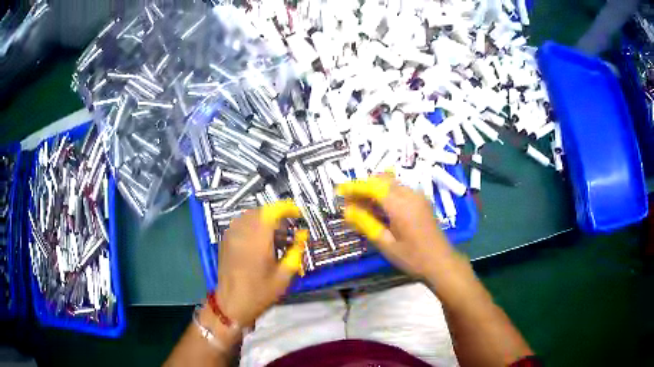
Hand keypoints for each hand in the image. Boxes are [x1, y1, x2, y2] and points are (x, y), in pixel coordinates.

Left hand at [215, 200, 303, 327]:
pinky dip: (252, 224)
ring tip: (273, 235)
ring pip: (249, 215)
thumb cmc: (260, 293)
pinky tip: (258, 239)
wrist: (231, 304)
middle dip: (276, 215)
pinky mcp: (225, 240)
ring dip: (263, 219)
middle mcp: (242, 233)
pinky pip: (240, 223)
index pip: (271, 212)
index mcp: (258, 241)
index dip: (286, 208)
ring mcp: (231, 235)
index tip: (297, 215)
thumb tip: (302, 234)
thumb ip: (295, 252)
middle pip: (260, 211)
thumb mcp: (284, 277)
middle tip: (286, 230)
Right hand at [337, 177, 453, 277]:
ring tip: (362, 207)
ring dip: (375, 190)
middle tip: (350, 202)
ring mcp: (418, 196)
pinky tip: (380, 209)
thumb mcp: (386, 244)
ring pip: (391, 183)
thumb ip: (366, 224)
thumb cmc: (413, 258)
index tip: (339, 191)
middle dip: (364, 187)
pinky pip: (400, 190)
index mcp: (400, 205)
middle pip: (382, 180)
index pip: (372, 187)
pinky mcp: (422, 201)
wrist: (441, 262)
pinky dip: (386, 194)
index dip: (354, 187)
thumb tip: (347, 211)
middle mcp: (410, 194)